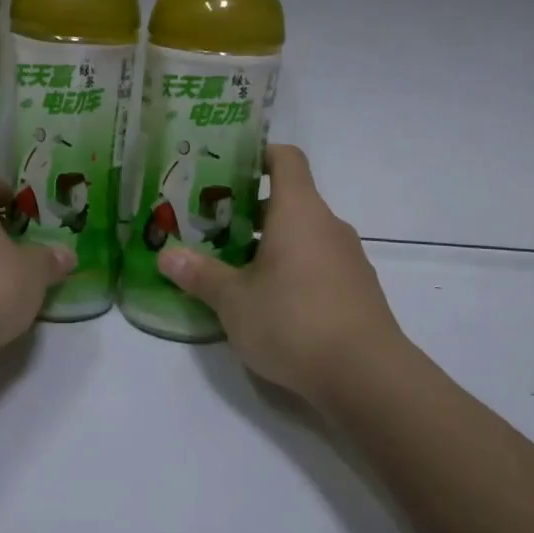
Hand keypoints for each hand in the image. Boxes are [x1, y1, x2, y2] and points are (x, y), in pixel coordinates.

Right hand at [158, 145, 409, 405]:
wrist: (367, 378)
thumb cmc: (293, 321)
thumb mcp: (233, 300)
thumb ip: (200, 275)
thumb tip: (166, 255)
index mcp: (299, 212)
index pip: (286, 159)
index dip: (259, 154)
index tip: (228, 167)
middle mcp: (328, 226)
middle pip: (289, 200)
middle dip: (249, 211)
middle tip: (212, 227)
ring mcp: (348, 259)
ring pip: (303, 235)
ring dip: (271, 244)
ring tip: (234, 268)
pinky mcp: (358, 291)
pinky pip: (318, 264)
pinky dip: (293, 270)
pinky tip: (269, 302)